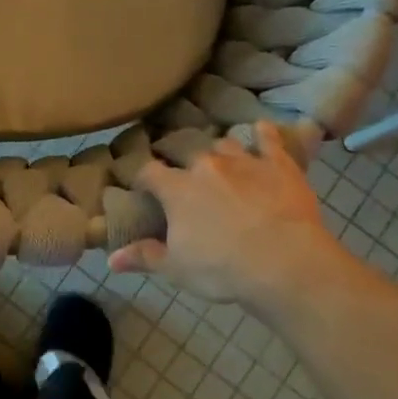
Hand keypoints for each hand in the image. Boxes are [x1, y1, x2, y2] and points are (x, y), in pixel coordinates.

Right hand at [108, 122, 365, 309]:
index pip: (149, 172)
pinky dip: (264, 134)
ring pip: (224, 144)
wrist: (285, 264)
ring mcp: (244, 161)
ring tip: (219, 160)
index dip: (143, 177)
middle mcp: (206, 165)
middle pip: (186, 152)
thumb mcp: (176, 269)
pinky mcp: (279, 165)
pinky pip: (269, 140)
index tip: (143, 186)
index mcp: (177, 189)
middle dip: (180, 160)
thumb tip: (111, 259)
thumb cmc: (222, 269)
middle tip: (182, 174)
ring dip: (219, 151)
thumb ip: (144, 257)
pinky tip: (262, 129)